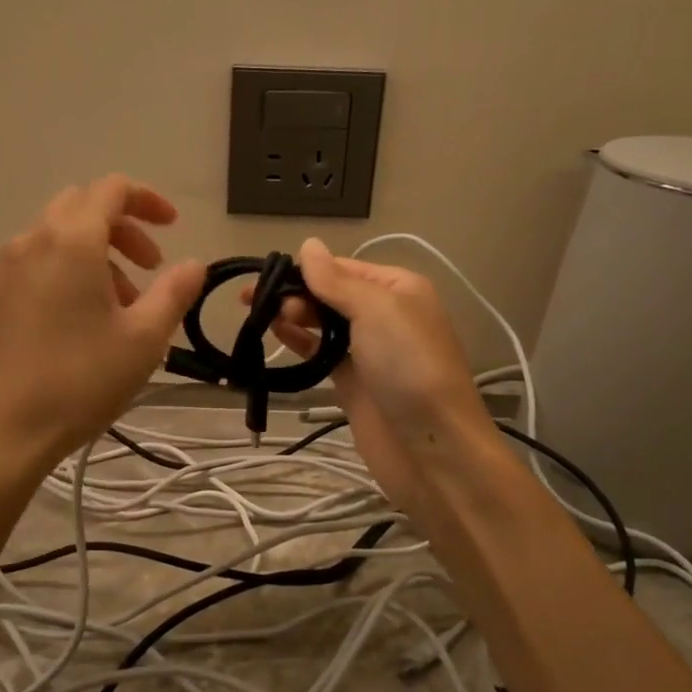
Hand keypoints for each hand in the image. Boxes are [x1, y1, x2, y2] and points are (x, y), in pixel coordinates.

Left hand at [0, 176, 206, 476]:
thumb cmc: (79, 381)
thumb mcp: (144, 339)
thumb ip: (174, 293)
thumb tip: (194, 265)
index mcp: (72, 240)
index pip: (112, 189)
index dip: (149, 200)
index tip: (174, 228)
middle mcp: (34, 241)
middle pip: (84, 207)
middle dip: (125, 228)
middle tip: (153, 267)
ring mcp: (9, 269)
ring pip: (62, 236)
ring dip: (101, 253)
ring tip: (126, 305)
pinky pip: (42, 262)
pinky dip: (73, 270)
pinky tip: (89, 321)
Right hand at [260, 237, 498, 518]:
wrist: (431, 447)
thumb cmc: (408, 366)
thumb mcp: (377, 310)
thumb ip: (337, 280)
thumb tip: (308, 244)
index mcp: (398, 288)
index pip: (343, 267)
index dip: (306, 269)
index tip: (266, 274)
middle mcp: (384, 314)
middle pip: (331, 293)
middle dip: (296, 292)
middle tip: (259, 302)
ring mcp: (367, 350)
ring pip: (322, 323)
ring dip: (294, 316)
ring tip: (263, 317)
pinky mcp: (352, 382)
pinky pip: (320, 353)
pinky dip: (298, 342)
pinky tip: (275, 334)